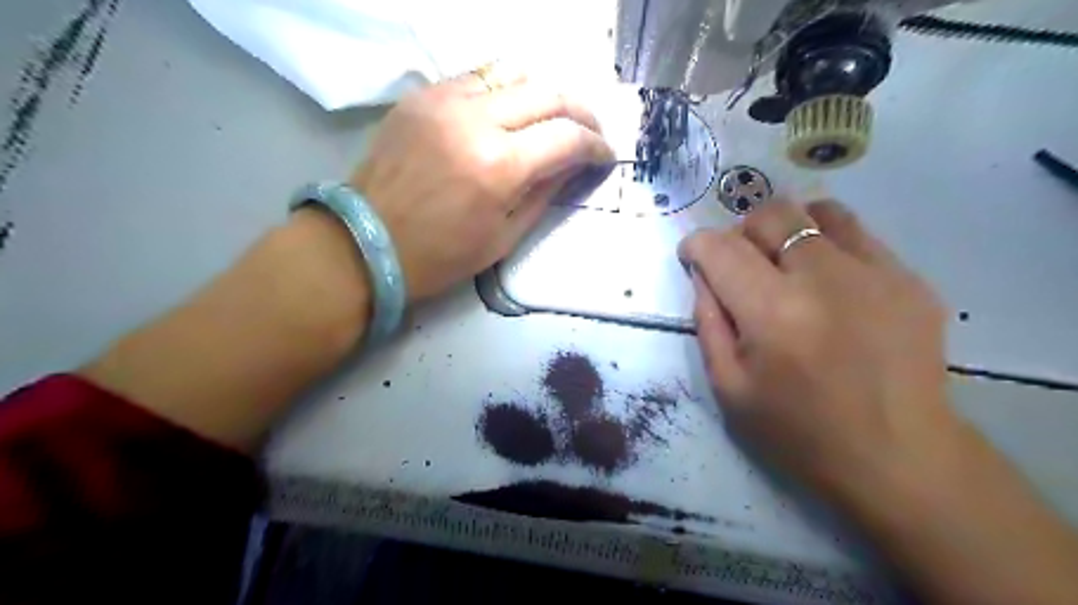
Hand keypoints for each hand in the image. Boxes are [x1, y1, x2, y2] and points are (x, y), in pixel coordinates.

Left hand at [355, 68, 613, 300]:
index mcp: (499, 166)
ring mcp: (444, 100)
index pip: (567, 137)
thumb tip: (573, 165)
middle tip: (590, 132)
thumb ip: (544, 193)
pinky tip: (509, 112)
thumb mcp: (504, 236)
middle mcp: (475, 120)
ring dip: (544, 93)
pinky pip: (477, 77)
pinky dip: (505, 90)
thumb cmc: (440, 255)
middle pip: (548, 93)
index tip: (605, 155)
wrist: (366, 243)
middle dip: (581, 112)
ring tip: (553, 118)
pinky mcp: (422, 96)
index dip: (596, 145)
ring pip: (514, 72)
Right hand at [681, 200, 960, 498]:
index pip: (721, 249)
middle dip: (741, 231)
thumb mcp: (729, 387)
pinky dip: (827, 243)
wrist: (897, 457)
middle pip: (770, 214)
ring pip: (818, 211)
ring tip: (784, 261)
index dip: (697, 244)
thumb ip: (707, 322)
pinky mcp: (910, 279)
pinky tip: (827, 280)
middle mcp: (824, 279)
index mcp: (772, 313)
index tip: (693, 255)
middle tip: (739, 262)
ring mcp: (875, 273)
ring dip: (788, 227)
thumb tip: (703, 274)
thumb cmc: (798, 431)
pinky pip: (857, 235)